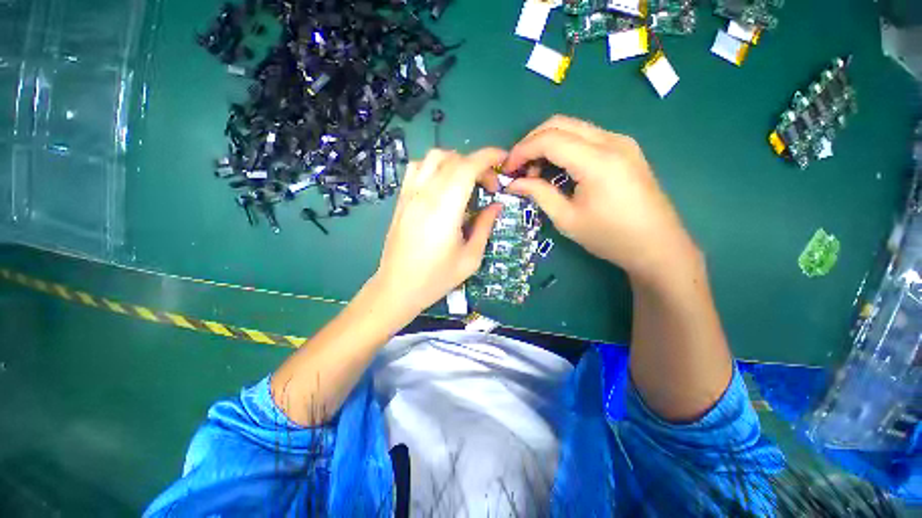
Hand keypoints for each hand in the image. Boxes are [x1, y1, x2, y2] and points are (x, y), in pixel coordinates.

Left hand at [374, 148, 506, 315]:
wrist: (397, 288)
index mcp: (445, 209)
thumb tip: (496, 205)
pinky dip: (434, 167)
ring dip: (455, 162)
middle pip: (453, 159)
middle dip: (478, 165)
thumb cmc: (436, 278)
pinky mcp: (401, 200)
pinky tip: (441, 186)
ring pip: (433, 158)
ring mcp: (409, 195)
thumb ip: (485, 227)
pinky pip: (417, 168)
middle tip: (488, 187)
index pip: (468, 166)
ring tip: (466, 183)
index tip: (504, 161)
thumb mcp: (470, 258)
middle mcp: (425, 195)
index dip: (489, 157)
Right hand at [504, 115, 695, 281]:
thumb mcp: (567, 219)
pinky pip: (585, 137)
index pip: (549, 139)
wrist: (657, 245)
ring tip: (535, 171)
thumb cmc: (610, 237)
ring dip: (547, 143)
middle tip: (518, 167)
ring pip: (572, 127)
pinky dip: (564, 147)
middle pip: (559, 123)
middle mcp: (611, 141)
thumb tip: (514, 183)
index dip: (522, 150)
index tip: (507, 169)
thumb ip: (538, 194)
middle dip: (531, 142)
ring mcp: (621, 141)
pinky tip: (557, 169)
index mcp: (597, 161)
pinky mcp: (624, 148)